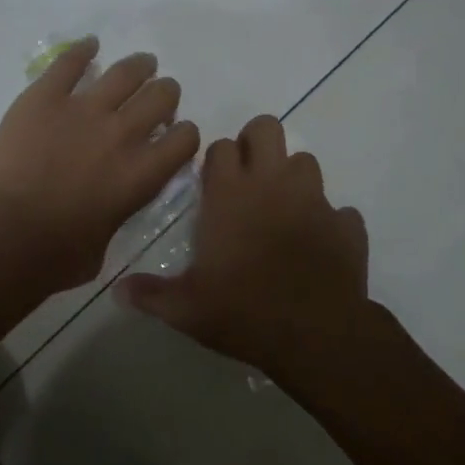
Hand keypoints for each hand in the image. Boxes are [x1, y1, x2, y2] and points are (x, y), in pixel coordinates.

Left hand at [0, 37, 201, 290]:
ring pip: (126, 72)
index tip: (172, 136)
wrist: (5, 236)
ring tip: (141, 64)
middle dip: (165, 95)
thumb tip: (113, 206)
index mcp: (144, 173)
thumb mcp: (107, 243)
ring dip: (139, 66)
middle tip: (156, 99)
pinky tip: (89, 45)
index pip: (187, 138)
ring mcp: (83, 109)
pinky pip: (70, 62)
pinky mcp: (45, 97)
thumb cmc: (57, 256)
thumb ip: (119, 213)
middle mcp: (123, 133)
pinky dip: (82, 50)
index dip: (183, 134)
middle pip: (162, 96)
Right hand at [116, 114, 369, 378]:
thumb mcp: (186, 309)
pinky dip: (328, 221)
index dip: (216, 159)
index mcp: (230, 195)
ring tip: (282, 209)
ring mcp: (315, 201)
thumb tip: (118, 291)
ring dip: (292, 177)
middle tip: (248, 177)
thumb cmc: (243, 312)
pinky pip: (339, 210)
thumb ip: (151, 294)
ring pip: (306, 161)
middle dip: (256, 143)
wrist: (316, 335)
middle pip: (267, 129)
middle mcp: (273, 185)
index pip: (221, 147)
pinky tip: (317, 244)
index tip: (213, 183)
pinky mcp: (347, 225)